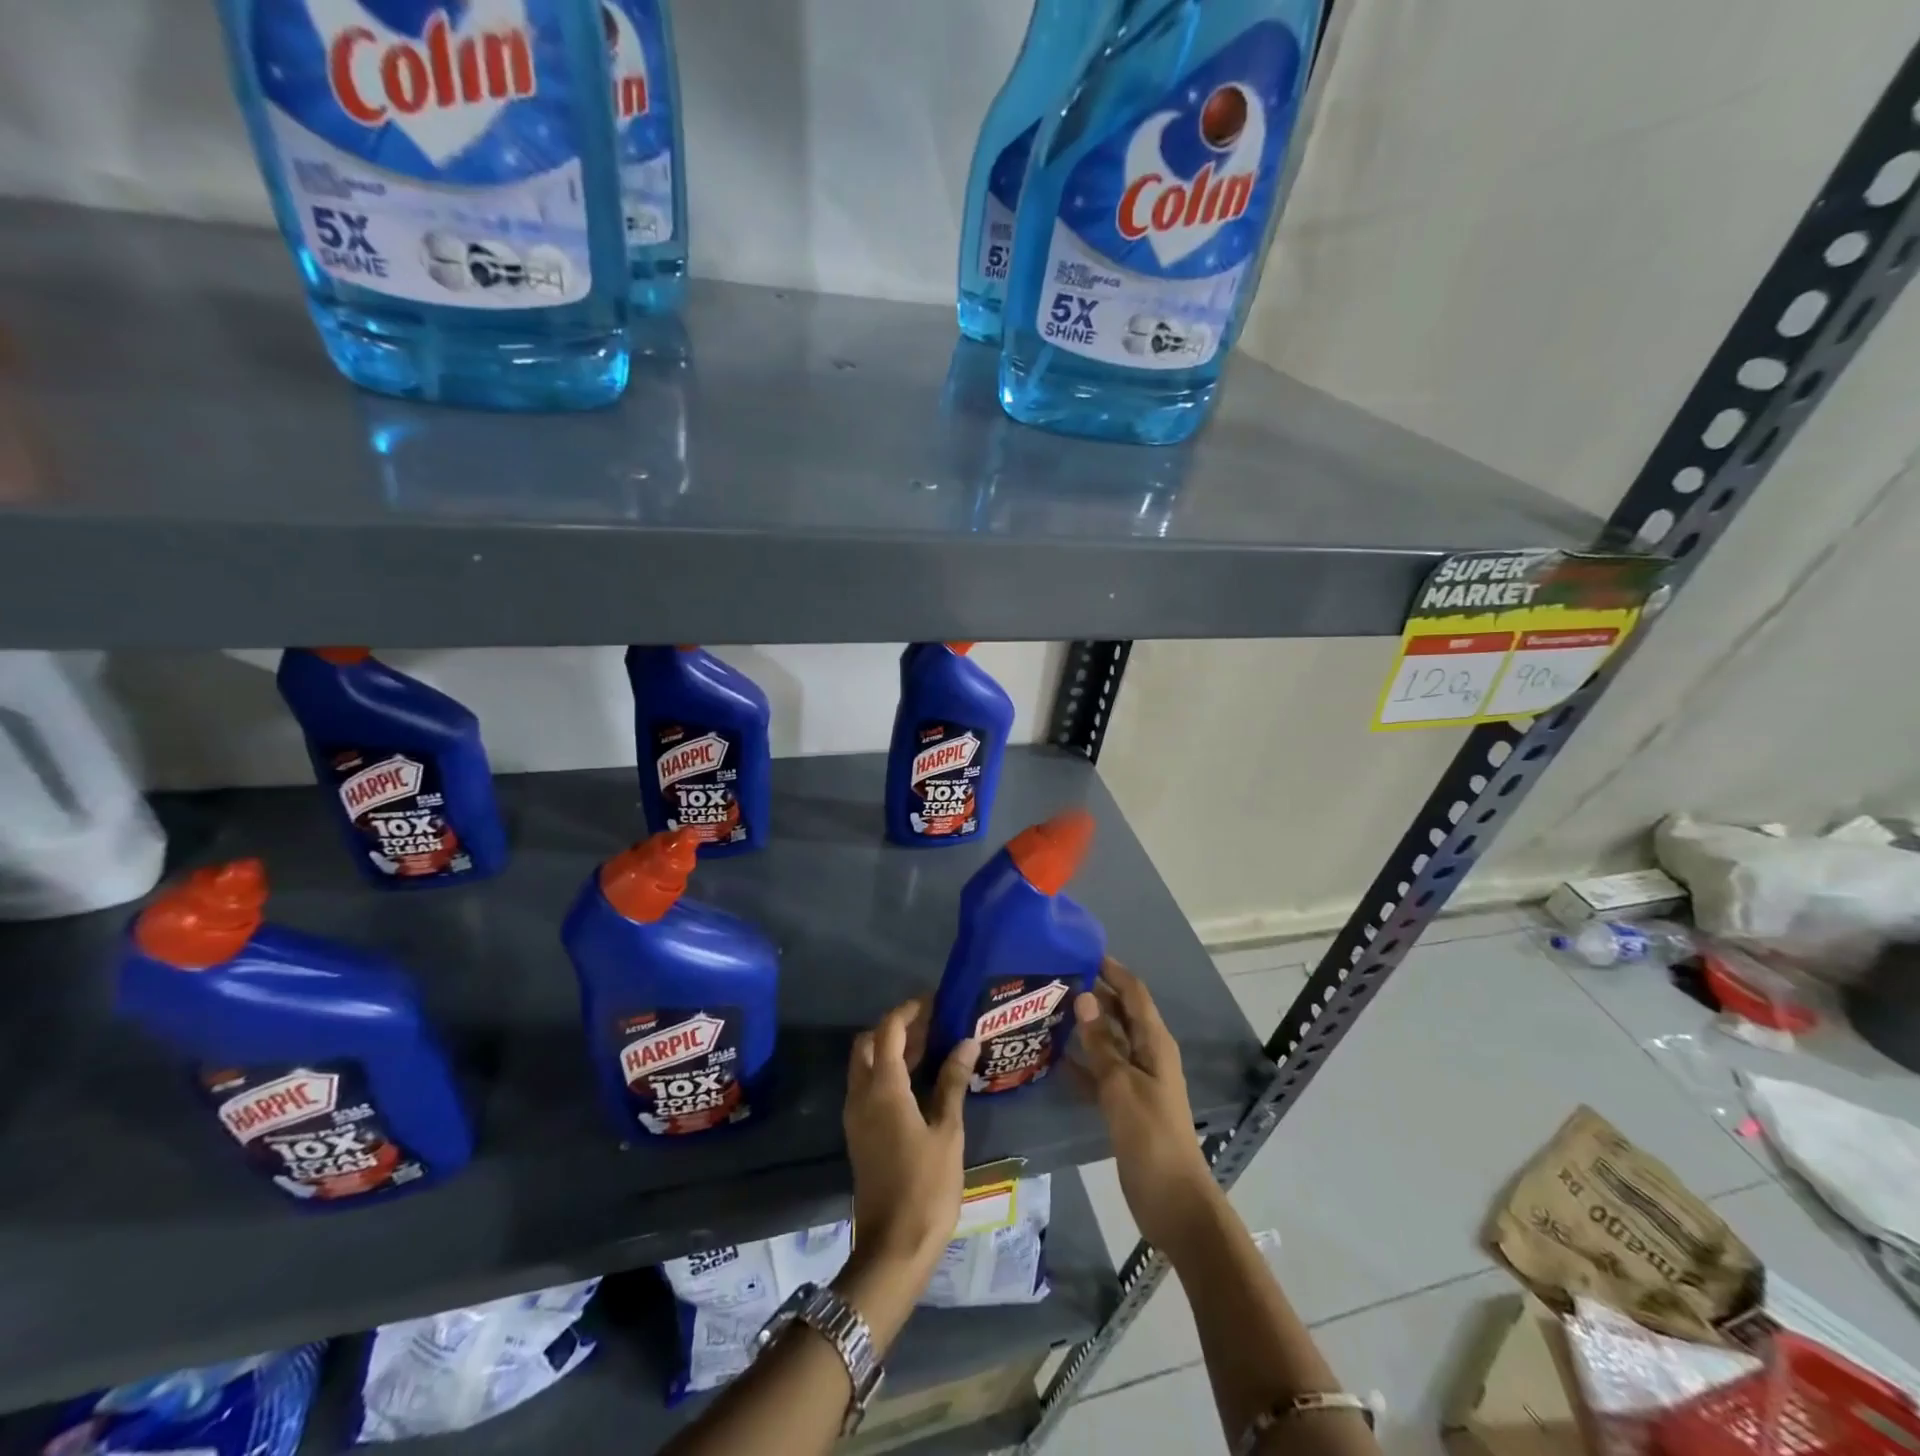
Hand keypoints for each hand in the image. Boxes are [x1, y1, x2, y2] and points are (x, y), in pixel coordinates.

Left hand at [843, 999, 976, 1285]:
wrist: (893, 1248)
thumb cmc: (926, 1187)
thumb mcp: (947, 1132)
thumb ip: (952, 1082)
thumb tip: (966, 1041)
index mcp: (883, 1088)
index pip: (888, 1030)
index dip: (909, 1010)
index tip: (935, 1001)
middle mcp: (861, 1094)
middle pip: (869, 1042)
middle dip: (896, 1028)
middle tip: (932, 1025)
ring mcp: (856, 1115)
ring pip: (864, 1064)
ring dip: (891, 1050)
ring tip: (931, 1047)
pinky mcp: (858, 1133)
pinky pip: (867, 1086)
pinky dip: (886, 1072)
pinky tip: (918, 1081)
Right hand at [1072, 959, 1219, 1249]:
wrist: (1171, 1199)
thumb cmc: (1149, 1135)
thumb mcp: (1121, 1085)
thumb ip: (1101, 1043)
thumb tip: (1085, 998)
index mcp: (1154, 1043)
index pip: (1134, 993)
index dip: (1113, 970)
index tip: (1082, 952)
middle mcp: (1147, 1054)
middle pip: (1120, 1014)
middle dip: (1094, 994)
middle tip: (1056, 979)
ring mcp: (1136, 1079)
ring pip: (1108, 1042)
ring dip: (1085, 1027)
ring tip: (1049, 1011)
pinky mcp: (1125, 1104)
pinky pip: (1101, 1072)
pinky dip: (1082, 1062)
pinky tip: (1054, 1058)